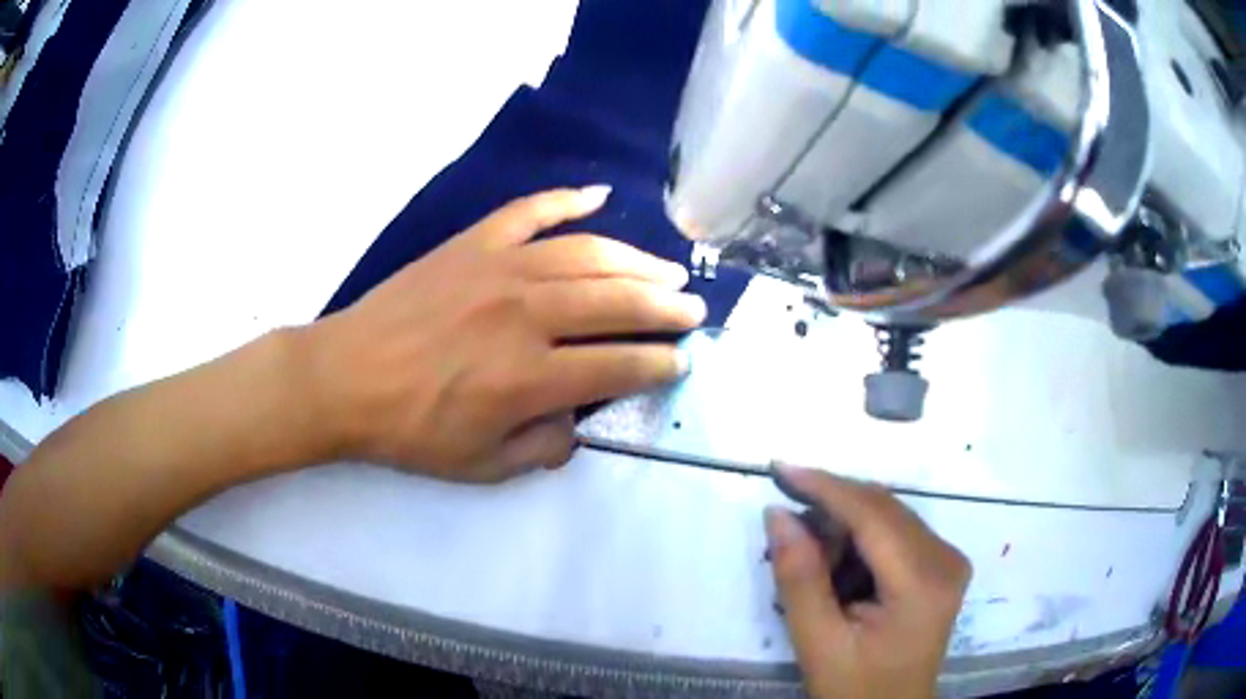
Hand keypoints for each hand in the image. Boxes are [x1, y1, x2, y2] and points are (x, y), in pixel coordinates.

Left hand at [305, 186, 705, 481]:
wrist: (345, 378)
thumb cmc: (410, 429)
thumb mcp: (481, 465)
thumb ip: (542, 447)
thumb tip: (578, 421)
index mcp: (529, 376)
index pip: (618, 365)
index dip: (658, 364)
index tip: (681, 362)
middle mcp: (526, 314)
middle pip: (617, 302)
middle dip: (666, 307)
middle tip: (693, 310)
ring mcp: (499, 269)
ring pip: (588, 254)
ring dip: (636, 261)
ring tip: (667, 270)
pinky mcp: (473, 244)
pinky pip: (530, 212)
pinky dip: (567, 200)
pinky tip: (599, 195)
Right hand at [766, 466, 970, 698]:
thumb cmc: (855, 688)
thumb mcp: (818, 642)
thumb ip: (799, 578)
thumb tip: (778, 514)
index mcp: (923, 582)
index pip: (873, 516)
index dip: (827, 487)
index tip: (782, 468)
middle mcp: (946, 558)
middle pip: (884, 509)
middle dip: (832, 509)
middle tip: (787, 525)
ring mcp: (949, 559)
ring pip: (889, 516)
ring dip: (845, 525)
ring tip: (814, 561)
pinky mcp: (943, 564)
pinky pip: (897, 531)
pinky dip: (862, 538)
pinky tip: (841, 568)